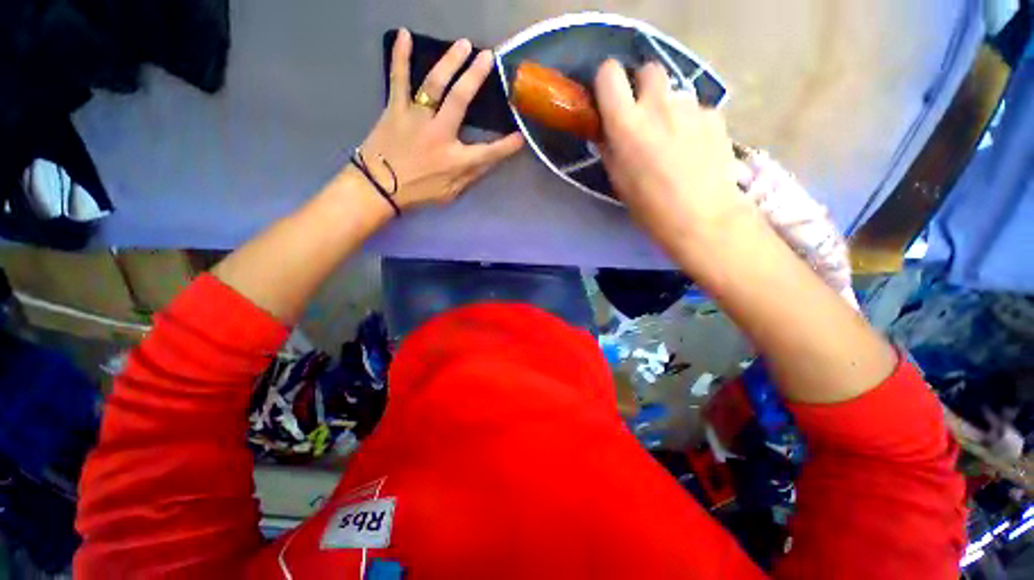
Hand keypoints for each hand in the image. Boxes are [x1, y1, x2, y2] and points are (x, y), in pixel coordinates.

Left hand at [355, 29, 524, 211]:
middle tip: (488, 57)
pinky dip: (400, 56)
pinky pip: (398, 79)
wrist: (379, 188)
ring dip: (449, 61)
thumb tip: (489, 160)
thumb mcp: (450, 193)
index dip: (506, 146)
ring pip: (434, 84)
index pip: (488, 152)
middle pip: (460, 100)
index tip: (520, 136)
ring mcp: (415, 117)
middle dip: (476, 77)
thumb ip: (470, 176)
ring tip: (463, 44)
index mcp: (454, 159)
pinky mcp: (395, 109)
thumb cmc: (418, 192)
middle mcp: (438, 133)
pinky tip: (404, 34)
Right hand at [594, 60, 752, 255]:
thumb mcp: (618, 180)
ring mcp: (690, 107)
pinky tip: (695, 148)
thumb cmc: (649, 207)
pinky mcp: (714, 115)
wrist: (701, 217)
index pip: (609, 74)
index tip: (610, 97)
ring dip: (669, 109)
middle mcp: (657, 105)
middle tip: (644, 114)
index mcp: (626, 125)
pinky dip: (691, 123)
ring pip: (675, 93)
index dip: (608, 81)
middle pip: (649, 70)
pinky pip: (696, 110)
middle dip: (643, 86)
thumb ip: (610, 148)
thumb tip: (608, 132)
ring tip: (674, 140)